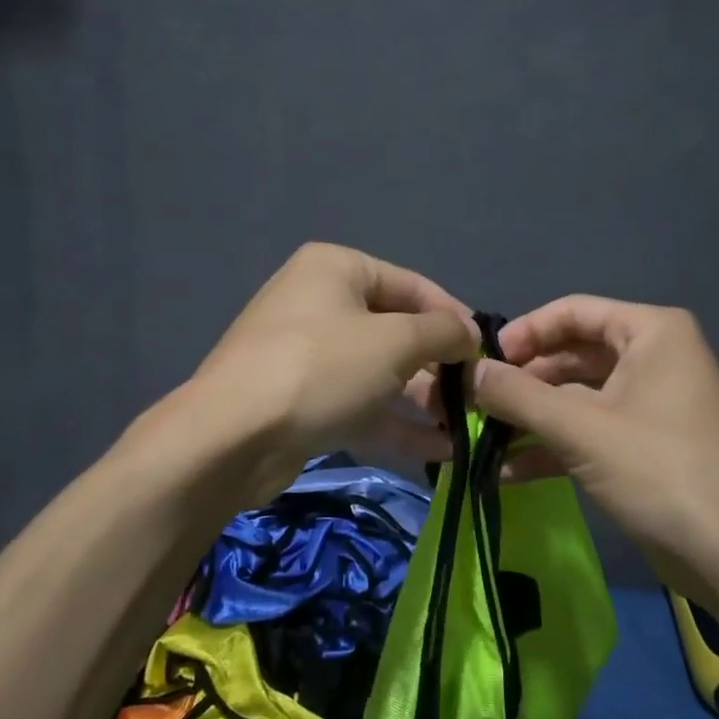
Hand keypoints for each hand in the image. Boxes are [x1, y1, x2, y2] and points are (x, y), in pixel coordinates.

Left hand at [189, 244, 479, 502]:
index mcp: (337, 269)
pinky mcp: (302, 400)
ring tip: (466, 426)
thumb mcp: (395, 342)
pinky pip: (358, 403)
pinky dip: (395, 423)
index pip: (412, 285)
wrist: (231, 437)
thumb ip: (442, 332)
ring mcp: (308, 354)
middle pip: (395, 329)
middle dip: (438, 364)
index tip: (487, 352)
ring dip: (422, 398)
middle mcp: (320, 302)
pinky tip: (440, 450)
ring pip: (379, 371)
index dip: (454, 317)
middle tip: (477, 394)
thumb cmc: (321, 368)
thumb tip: (470, 333)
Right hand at [472, 296, 718, 590]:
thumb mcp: (578, 428)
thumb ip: (517, 395)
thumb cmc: (657, 470)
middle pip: (572, 355)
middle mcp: (654, 357)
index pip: (573, 312)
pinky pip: (590, 430)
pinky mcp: (645, 445)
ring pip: (577, 397)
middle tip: (475, 403)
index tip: (482, 360)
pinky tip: (507, 471)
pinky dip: (553, 446)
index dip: (524, 332)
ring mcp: (650, 404)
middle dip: (523, 382)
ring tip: (481, 437)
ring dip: (531, 417)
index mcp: (651, 332)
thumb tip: (469, 372)